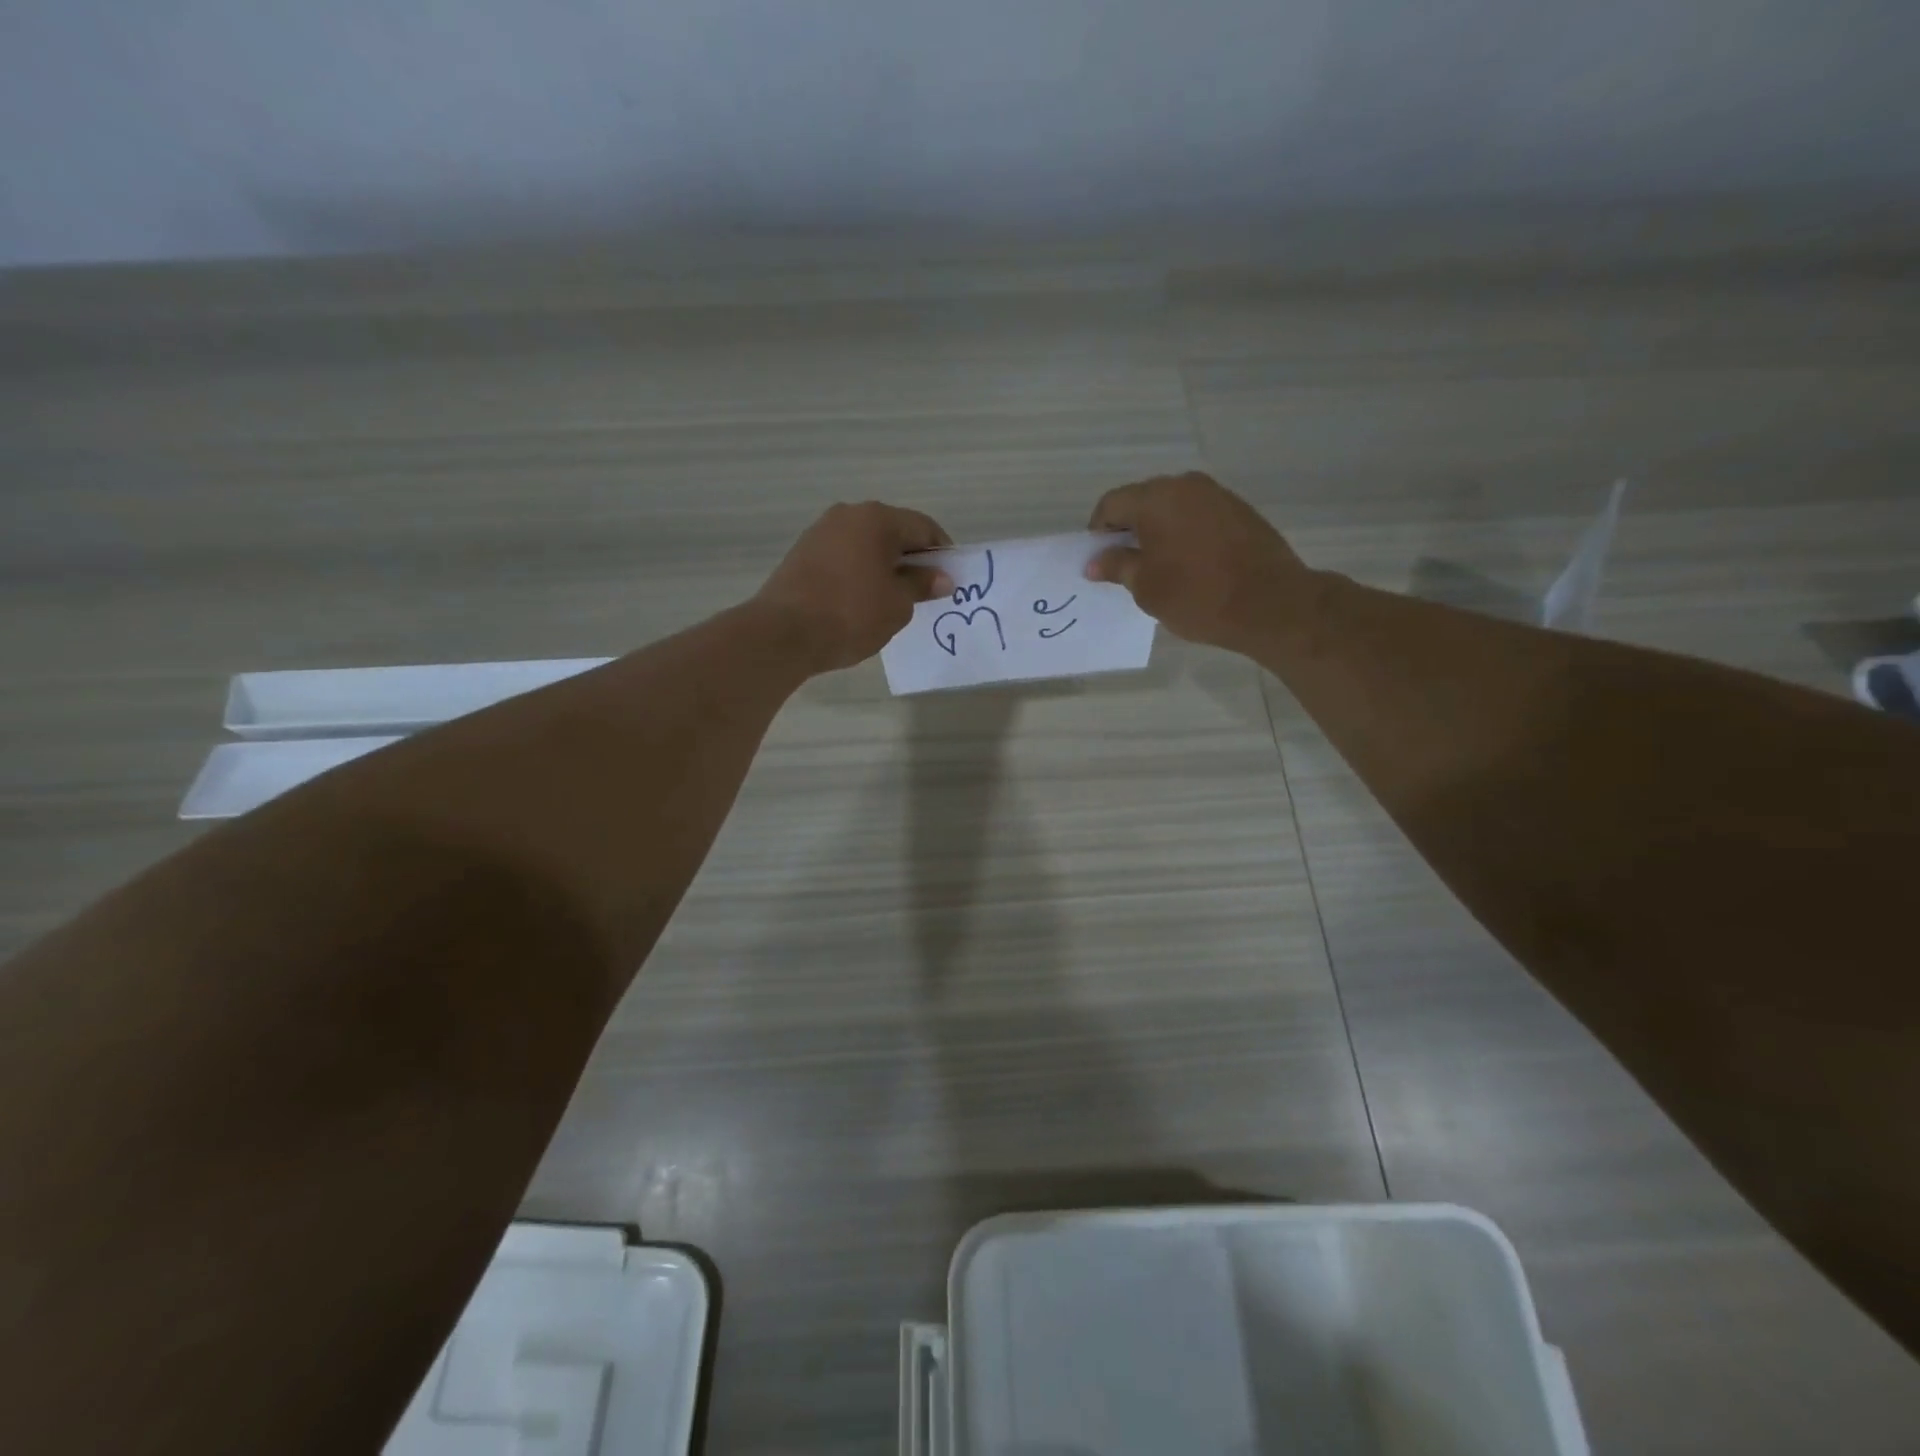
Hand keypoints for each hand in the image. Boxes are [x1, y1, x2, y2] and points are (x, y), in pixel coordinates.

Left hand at [755, 502, 954, 672]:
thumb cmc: (851, 614)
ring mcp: (821, 532)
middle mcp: (848, 515)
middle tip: (923, 592)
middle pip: (893, 532)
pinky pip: (844, 557)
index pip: (923, 528)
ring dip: (884, 566)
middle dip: (912, 559)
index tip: (949, 581)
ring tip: (892, 599)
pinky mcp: (802, 553)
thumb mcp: (898, 604)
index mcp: (877, 519)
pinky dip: (859, 572)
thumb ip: (921, 585)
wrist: (783, 633)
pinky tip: (861, 600)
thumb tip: (941, 577)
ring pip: (866, 544)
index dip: (942, 553)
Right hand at [1084, 472, 1308, 651]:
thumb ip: (1116, 566)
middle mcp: (1186, 485)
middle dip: (1129, 529)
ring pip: (1173, 507)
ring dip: (1159, 531)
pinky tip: (1190, 564)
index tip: (1100, 561)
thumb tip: (1095, 561)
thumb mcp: (1146, 587)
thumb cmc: (1197, 596)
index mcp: (1156, 498)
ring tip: (1160, 567)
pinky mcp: (1241, 511)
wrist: (1271, 604)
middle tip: (1126, 565)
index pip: (1111, 504)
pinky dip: (1186, 534)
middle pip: (1143, 500)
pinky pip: (1199, 516)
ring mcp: (1218, 495)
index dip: (1098, 532)